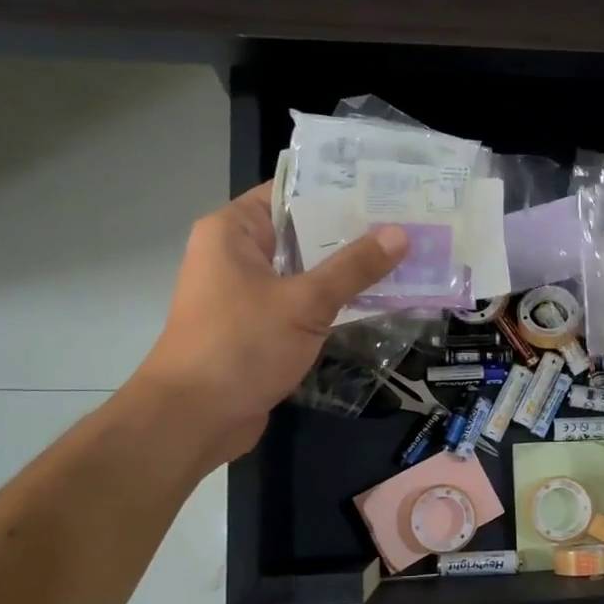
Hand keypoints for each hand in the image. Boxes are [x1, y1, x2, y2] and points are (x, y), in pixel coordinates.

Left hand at [127, 185, 407, 467]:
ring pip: (308, 270)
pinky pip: (306, 302)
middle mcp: (239, 254)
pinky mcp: (263, 326)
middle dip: (354, 230)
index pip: (291, 192)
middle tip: (410, 220)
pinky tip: (381, 296)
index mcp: (234, 231)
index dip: (338, 187)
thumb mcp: (303, 302)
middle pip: (304, 231)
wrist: (194, 419)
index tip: (388, 185)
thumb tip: (400, 233)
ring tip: (406, 254)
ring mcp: (251, 293)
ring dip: (350, 269)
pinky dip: (337, 300)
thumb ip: (353, 267)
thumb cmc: (240, 346)